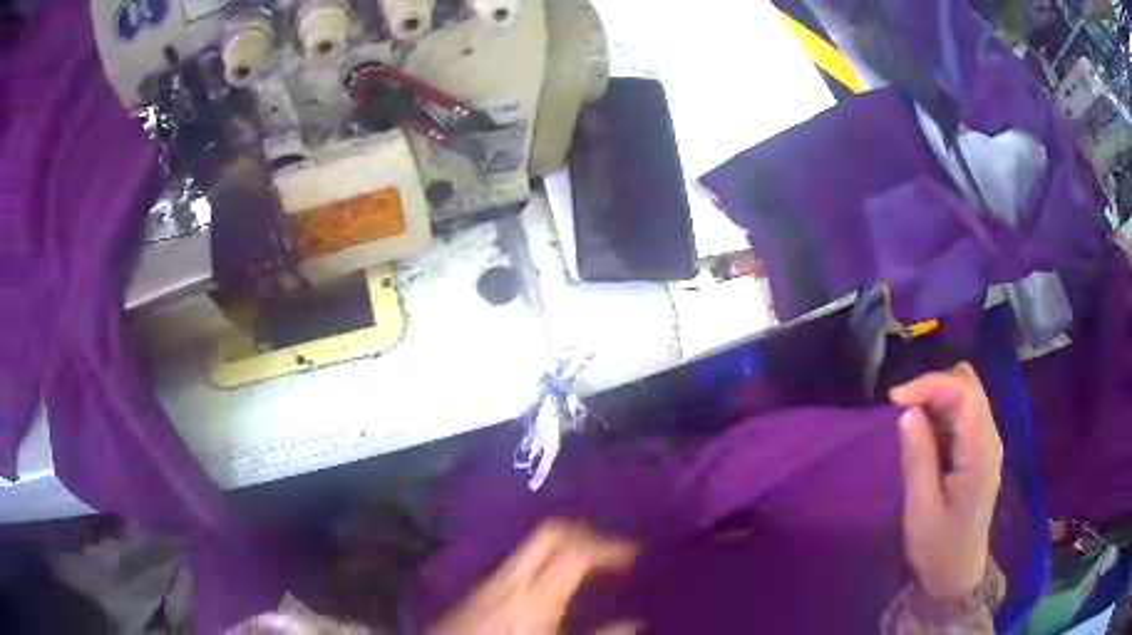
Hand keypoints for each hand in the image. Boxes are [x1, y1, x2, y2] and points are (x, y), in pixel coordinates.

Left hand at [428, 519, 638, 634]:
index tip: (636, 551)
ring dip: (564, 546)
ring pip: (531, 545)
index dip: (609, 546)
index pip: (575, 552)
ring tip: (590, 566)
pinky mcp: (477, 590)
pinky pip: (517, 562)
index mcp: (535, 597)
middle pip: (549, 534)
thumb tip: (635, 623)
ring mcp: (489, 581)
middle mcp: (511, 578)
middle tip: (612, 549)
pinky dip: (543, 562)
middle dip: (585, 533)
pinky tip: (553, 586)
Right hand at [890, 363, 1002, 601]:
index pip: (964, 392)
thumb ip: (918, 459)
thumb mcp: (921, 510)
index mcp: (980, 452)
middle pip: (968, 383)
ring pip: (966, 393)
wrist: (957, 574)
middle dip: (933, 387)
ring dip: (936, 399)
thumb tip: (907, 412)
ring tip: (910, 427)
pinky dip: (941, 413)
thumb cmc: (937, 548)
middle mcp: (990, 437)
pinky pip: (962, 413)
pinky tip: (925, 439)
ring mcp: (987, 442)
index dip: (930, 384)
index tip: (894, 400)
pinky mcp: (979, 449)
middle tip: (902, 412)